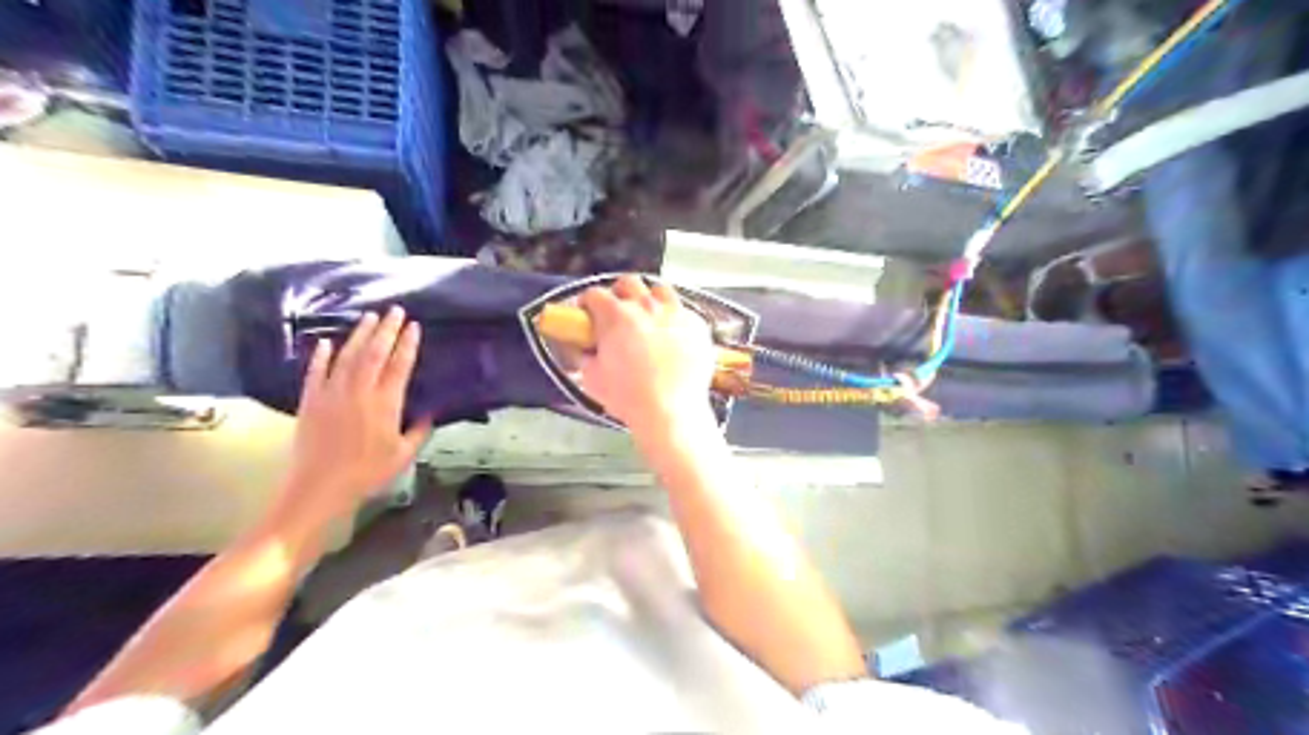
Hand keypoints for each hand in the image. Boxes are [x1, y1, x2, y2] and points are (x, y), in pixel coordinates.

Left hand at [277, 305, 433, 528]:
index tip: (414, 326)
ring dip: (359, 335)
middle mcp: (359, 391)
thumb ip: (418, 431)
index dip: (408, 344)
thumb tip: (430, 413)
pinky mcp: (310, 401)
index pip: (400, 365)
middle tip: (395, 310)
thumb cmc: (368, 473)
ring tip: (369, 317)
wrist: (319, 487)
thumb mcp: (403, 455)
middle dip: (386, 329)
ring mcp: (332, 393)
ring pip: (348, 356)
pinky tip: (326, 342)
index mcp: (385, 403)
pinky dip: (321, 355)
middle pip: (375, 353)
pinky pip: (316, 372)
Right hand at [579, 275, 714, 436]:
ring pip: (660, 290)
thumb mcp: (592, 378)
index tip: (586, 313)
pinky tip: (673, 336)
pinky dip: (674, 319)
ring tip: (648, 318)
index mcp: (616, 316)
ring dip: (650, 299)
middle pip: (629, 283)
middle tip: (617, 312)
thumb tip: (585, 348)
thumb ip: (585, 356)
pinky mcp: (698, 325)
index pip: (595, 294)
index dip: (587, 303)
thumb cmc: (628, 397)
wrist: (671, 412)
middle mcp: (646, 306)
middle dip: (619, 293)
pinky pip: (684, 312)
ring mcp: (676, 313)